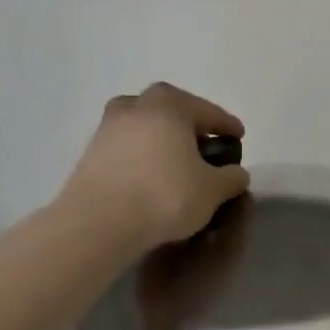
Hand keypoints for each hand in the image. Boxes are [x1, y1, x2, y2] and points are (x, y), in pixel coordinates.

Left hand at [57, 84, 249, 250]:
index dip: (226, 124)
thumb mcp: (213, 190)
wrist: (99, 223)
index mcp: (168, 106)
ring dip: (161, 138)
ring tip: (176, 160)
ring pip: (143, 126)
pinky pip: (126, 148)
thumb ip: (231, 177)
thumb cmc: (165, 195)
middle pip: (167, 108)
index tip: (238, 135)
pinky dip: (143, 156)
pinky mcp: (90, 156)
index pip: (206, 110)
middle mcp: (135, 109)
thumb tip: (235, 173)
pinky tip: (153, 176)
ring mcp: (107, 130)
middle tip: (203, 143)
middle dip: (187, 122)